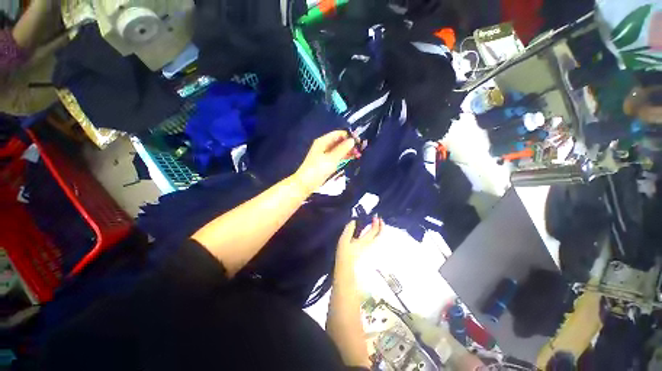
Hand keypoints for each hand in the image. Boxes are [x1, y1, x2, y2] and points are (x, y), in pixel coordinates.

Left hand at [293, 130, 356, 193]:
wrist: (306, 183)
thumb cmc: (318, 169)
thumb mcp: (332, 158)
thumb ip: (343, 149)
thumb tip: (352, 140)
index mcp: (323, 141)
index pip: (338, 134)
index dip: (349, 136)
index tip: (359, 141)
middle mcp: (324, 145)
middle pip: (339, 141)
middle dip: (349, 144)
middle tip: (360, 149)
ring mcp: (325, 154)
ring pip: (339, 149)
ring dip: (348, 151)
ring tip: (358, 155)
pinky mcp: (326, 162)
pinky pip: (337, 156)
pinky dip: (344, 156)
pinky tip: (351, 158)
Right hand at [336, 217, 382, 265]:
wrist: (347, 273)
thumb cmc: (344, 256)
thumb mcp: (343, 241)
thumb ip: (349, 230)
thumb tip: (353, 221)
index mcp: (365, 241)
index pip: (374, 230)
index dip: (376, 223)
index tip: (375, 217)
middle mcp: (371, 246)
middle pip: (380, 235)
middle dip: (382, 227)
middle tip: (380, 220)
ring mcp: (372, 251)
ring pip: (380, 240)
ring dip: (381, 232)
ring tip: (379, 227)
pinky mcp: (370, 256)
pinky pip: (377, 244)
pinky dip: (378, 238)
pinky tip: (374, 237)